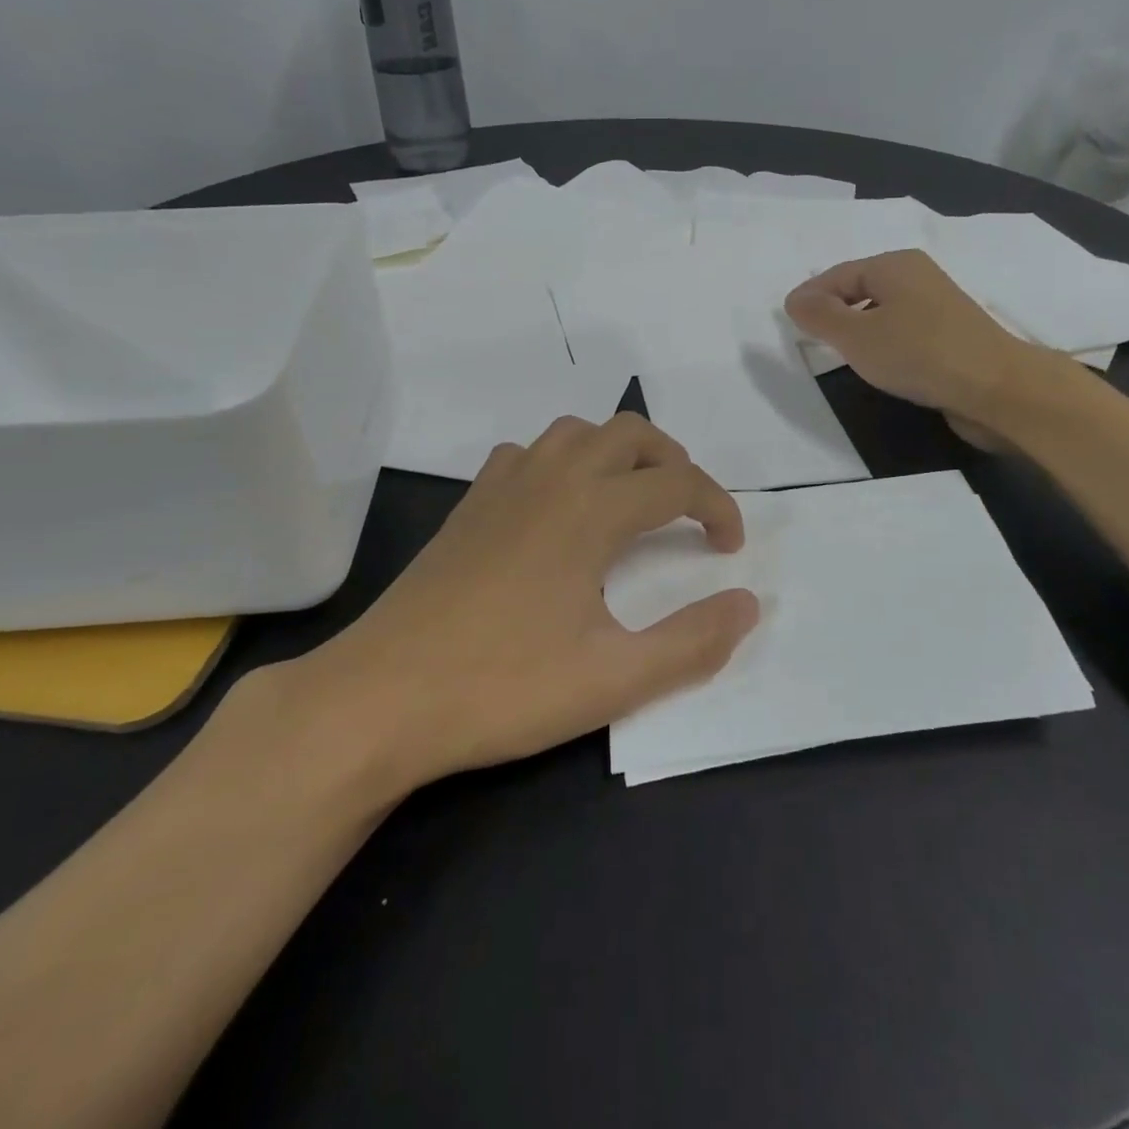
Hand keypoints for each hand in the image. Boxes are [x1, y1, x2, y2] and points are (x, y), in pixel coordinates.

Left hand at [285, 414, 758, 795]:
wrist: (380, 697)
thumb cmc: (501, 687)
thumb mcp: (613, 679)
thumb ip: (692, 642)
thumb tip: (748, 603)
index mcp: (590, 510)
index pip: (677, 482)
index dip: (717, 507)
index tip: (729, 549)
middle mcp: (550, 478)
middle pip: (630, 434)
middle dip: (674, 462)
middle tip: (689, 512)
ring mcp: (502, 486)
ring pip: (576, 432)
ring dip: (618, 453)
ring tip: (632, 500)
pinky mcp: (468, 505)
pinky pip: (528, 453)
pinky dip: (561, 462)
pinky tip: (558, 507)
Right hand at [784, 250, 1053, 445]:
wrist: (996, 388)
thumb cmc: (919, 354)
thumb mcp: (857, 337)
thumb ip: (820, 316)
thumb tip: (795, 299)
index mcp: (894, 265)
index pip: (838, 274)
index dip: (811, 296)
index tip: (789, 322)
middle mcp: (917, 276)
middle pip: (861, 288)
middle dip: (834, 310)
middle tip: (810, 338)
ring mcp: (937, 305)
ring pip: (882, 310)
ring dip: (858, 328)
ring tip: (840, 353)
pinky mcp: (950, 334)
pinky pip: (902, 329)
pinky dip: (883, 341)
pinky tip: (879, 363)